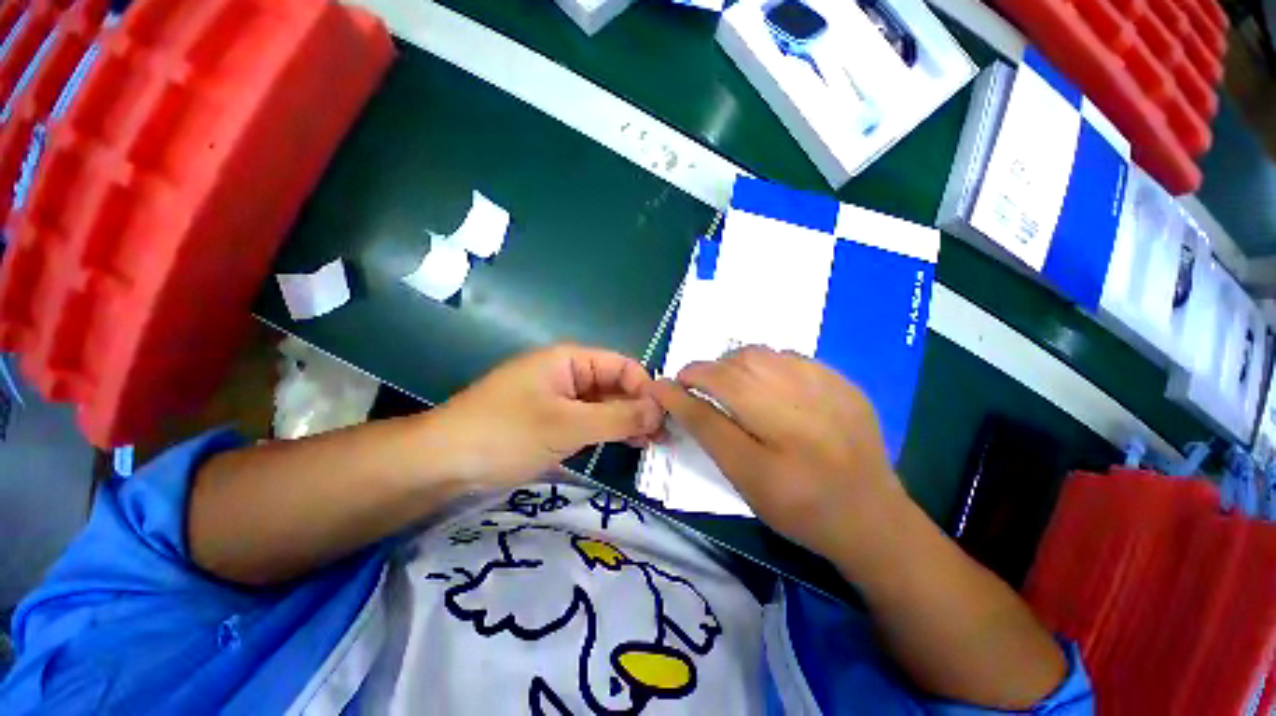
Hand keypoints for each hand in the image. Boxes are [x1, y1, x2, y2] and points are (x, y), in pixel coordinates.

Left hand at [432, 344, 662, 487]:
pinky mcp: (552, 420)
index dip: (645, 388)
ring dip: (627, 421)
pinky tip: (625, 445)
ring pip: (604, 404)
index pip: (622, 366)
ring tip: (651, 444)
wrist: (443, 462)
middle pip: (615, 384)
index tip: (665, 417)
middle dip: (639, 407)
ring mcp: (559, 398)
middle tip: (662, 437)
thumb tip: (659, 411)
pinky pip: (589, 419)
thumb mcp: (567, 426)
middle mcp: (568, 374)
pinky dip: (608, 431)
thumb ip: (617, 417)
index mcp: (570, 360)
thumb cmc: (506, 434)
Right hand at [650, 346, 907, 564]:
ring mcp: (828, 394)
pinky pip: (789, 356)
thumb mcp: (746, 482)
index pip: (707, 414)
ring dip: (731, 363)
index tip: (662, 387)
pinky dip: (764, 363)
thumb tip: (678, 397)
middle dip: (703, 372)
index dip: (678, 395)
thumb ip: (709, 435)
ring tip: (728, 380)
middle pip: (734, 373)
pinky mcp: (844, 383)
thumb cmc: (798, 508)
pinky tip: (766, 382)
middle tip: (696, 384)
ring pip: (760, 356)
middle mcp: (800, 421)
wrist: (870, 515)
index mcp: (771, 462)